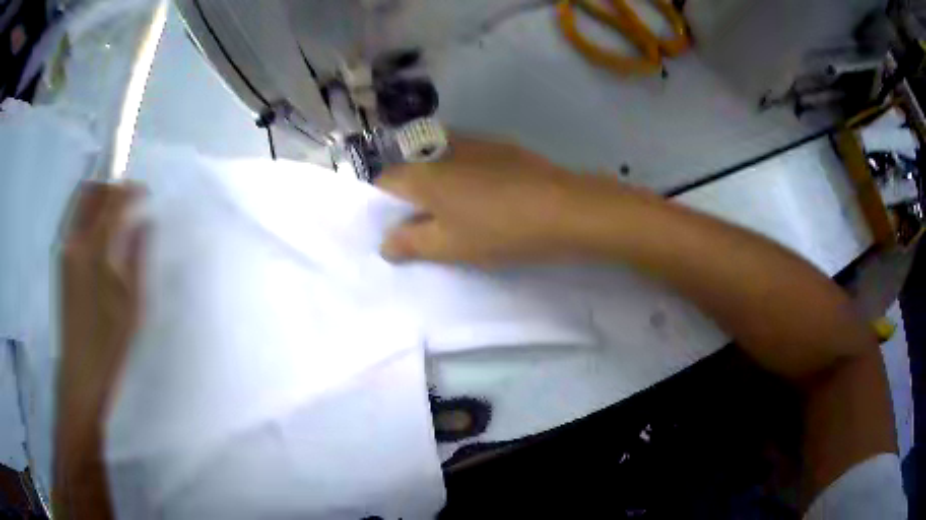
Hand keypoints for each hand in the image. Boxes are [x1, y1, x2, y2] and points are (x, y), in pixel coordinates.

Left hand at [55, 182, 145, 517]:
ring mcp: (64, 250)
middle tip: (130, 198)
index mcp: (93, 249)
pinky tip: (99, 230)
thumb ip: (137, 255)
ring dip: (98, 196)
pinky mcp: (60, 262)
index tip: (146, 192)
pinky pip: (73, 219)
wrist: (80, 375)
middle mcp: (74, 241)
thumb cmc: (109, 343)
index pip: (113, 201)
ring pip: (79, 203)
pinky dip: (88, 212)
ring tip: (116, 210)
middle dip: (112, 186)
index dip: (131, 190)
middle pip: (91, 192)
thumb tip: (145, 221)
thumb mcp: (132, 302)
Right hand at [376, 137, 644, 264]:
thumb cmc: (498, 231)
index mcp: (422, 173)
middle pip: (412, 169)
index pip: (383, 181)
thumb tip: (384, 243)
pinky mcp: (501, 146)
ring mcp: (474, 143)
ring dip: (440, 182)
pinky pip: (468, 158)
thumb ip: (409, 244)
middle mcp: (441, 149)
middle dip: (412, 194)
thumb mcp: (448, 247)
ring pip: (441, 161)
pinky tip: (486, 195)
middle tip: (426, 223)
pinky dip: (465, 174)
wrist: (563, 209)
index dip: (382, 204)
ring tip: (457, 210)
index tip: (396, 225)